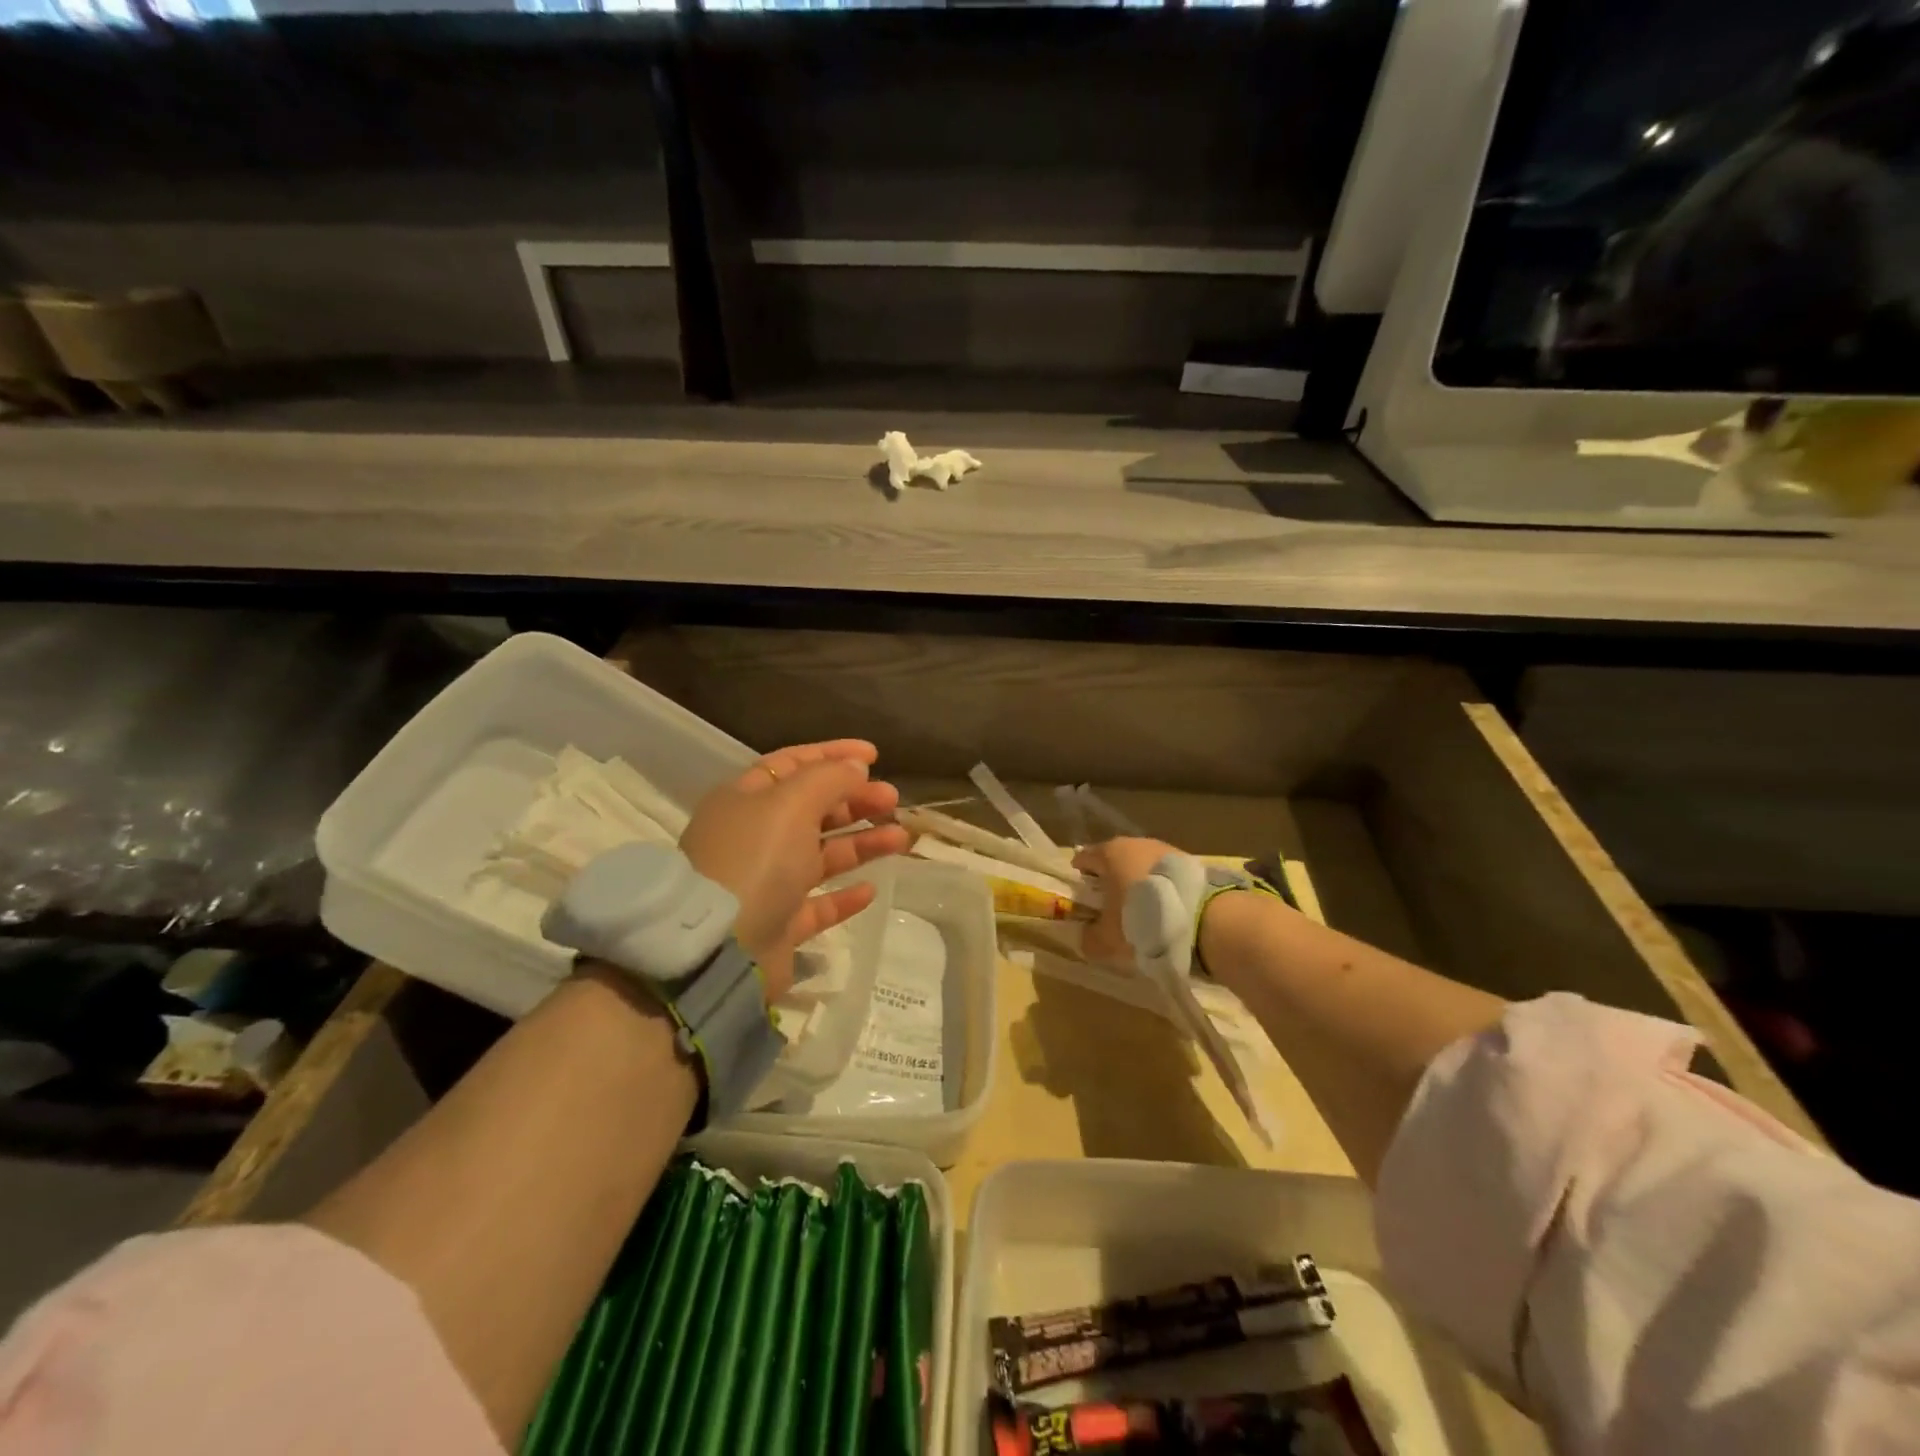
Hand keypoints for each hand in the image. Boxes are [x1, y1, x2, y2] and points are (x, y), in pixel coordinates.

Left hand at [679, 740, 910, 997]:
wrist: (719, 950)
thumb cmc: (754, 861)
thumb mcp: (792, 804)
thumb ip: (828, 778)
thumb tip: (855, 767)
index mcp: (745, 799)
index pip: (792, 764)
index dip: (833, 755)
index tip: (874, 755)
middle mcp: (753, 837)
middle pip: (812, 809)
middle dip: (855, 800)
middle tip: (892, 800)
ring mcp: (765, 883)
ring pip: (821, 854)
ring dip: (861, 843)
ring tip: (901, 839)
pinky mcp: (778, 925)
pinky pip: (818, 904)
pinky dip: (845, 894)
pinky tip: (871, 888)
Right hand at [1071, 837, 1182, 966]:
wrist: (1201, 918)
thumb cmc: (1142, 920)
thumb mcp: (1108, 939)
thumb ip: (1090, 938)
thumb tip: (1084, 938)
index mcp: (1109, 853)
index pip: (1085, 857)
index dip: (1080, 873)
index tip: (1080, 890)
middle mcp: (1135, 843)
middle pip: (1115, 857)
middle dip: (1110, 875)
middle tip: (1108, 899)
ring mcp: (1164, 848)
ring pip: (1141, 862)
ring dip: (1137, 879)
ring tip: (1139, 903)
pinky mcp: (1188, 860)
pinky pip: (1164, 872)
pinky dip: (1159, 884)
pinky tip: (1164, 904)